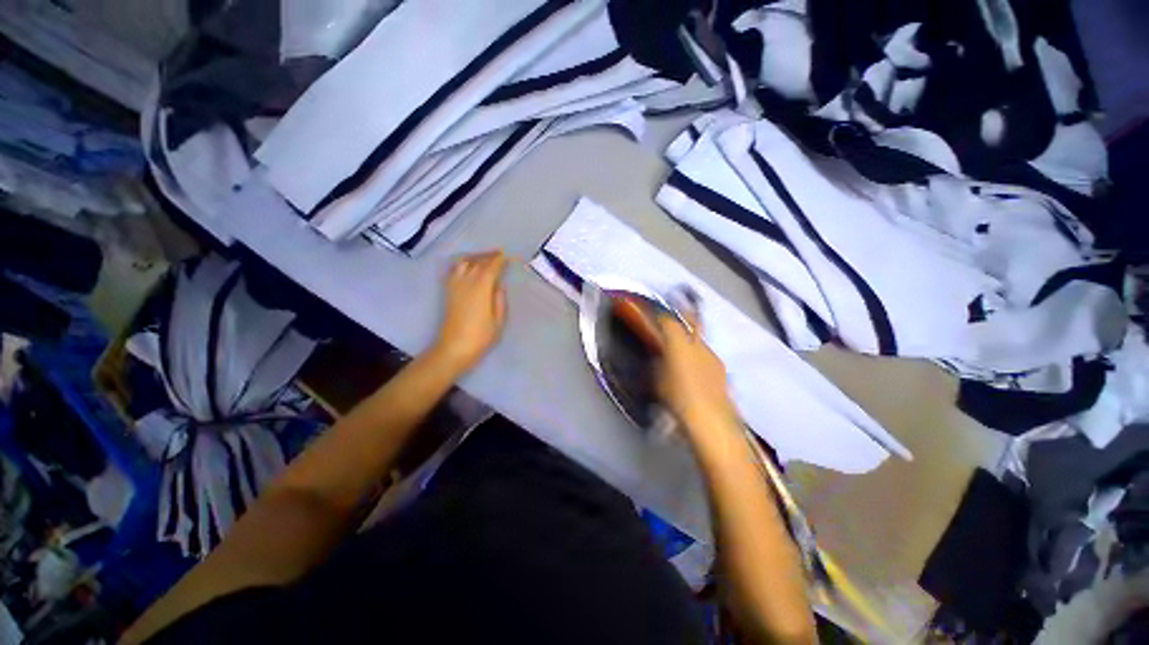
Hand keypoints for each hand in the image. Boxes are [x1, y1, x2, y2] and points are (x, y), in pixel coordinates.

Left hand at [433, 251, 507, 372]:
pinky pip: (454, 270)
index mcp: (481, 289)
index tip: (506, 255)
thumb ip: (499, 300)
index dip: (499, 260)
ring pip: (463, 263)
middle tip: (499, 253)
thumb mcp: (498, 321)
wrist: (453, 348)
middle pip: (477, 262)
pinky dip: (463, 264)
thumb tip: (499, 285)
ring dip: (475, 257)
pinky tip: (468, 266)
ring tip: (484, 258)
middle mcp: (466, 283)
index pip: (490, 268)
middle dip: (488, 255)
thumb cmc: (480, 337)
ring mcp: (454, 286)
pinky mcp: (447, 291)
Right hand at [655, 312, 737, 432]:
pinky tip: (696, 365)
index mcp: (679, 345)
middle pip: (691, 321)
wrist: (712, 420)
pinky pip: (706, 353)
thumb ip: (657, 364)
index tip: (655, 312)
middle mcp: (698, 345)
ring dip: (691, 336)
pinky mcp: (721, 369)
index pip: (669, 321)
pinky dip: (699, 353)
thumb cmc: (678, 400)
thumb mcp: (658, 381)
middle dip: (684, 311)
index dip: (660, 314)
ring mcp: (712, 356)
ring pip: (699, 338)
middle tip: (679, 303)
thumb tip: (658, 356)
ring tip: (683, 343)